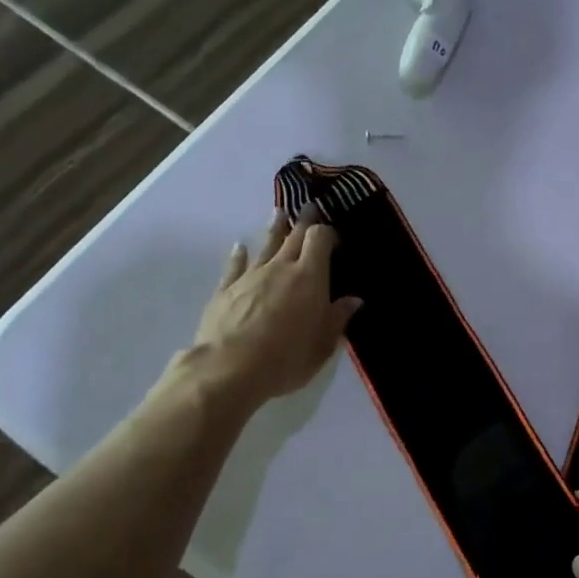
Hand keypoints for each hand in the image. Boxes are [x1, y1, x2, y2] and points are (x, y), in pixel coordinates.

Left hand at [174, 207, 361, 406]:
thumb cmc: (285, 358)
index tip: (334, 236)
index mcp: (310, 277)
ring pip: (266, 245)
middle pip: (294, 236)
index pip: (320, 239)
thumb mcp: (322, 345)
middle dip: (304, 221)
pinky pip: (235, 265)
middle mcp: (281, 268)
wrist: (228, 370)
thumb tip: (353, 300)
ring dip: (274, 228)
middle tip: (309, 207)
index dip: (328, 233)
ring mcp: (251, 276)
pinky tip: (240, 246)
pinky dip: (239, 255)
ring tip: (279, 213)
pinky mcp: (225, 289)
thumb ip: (338, 319)